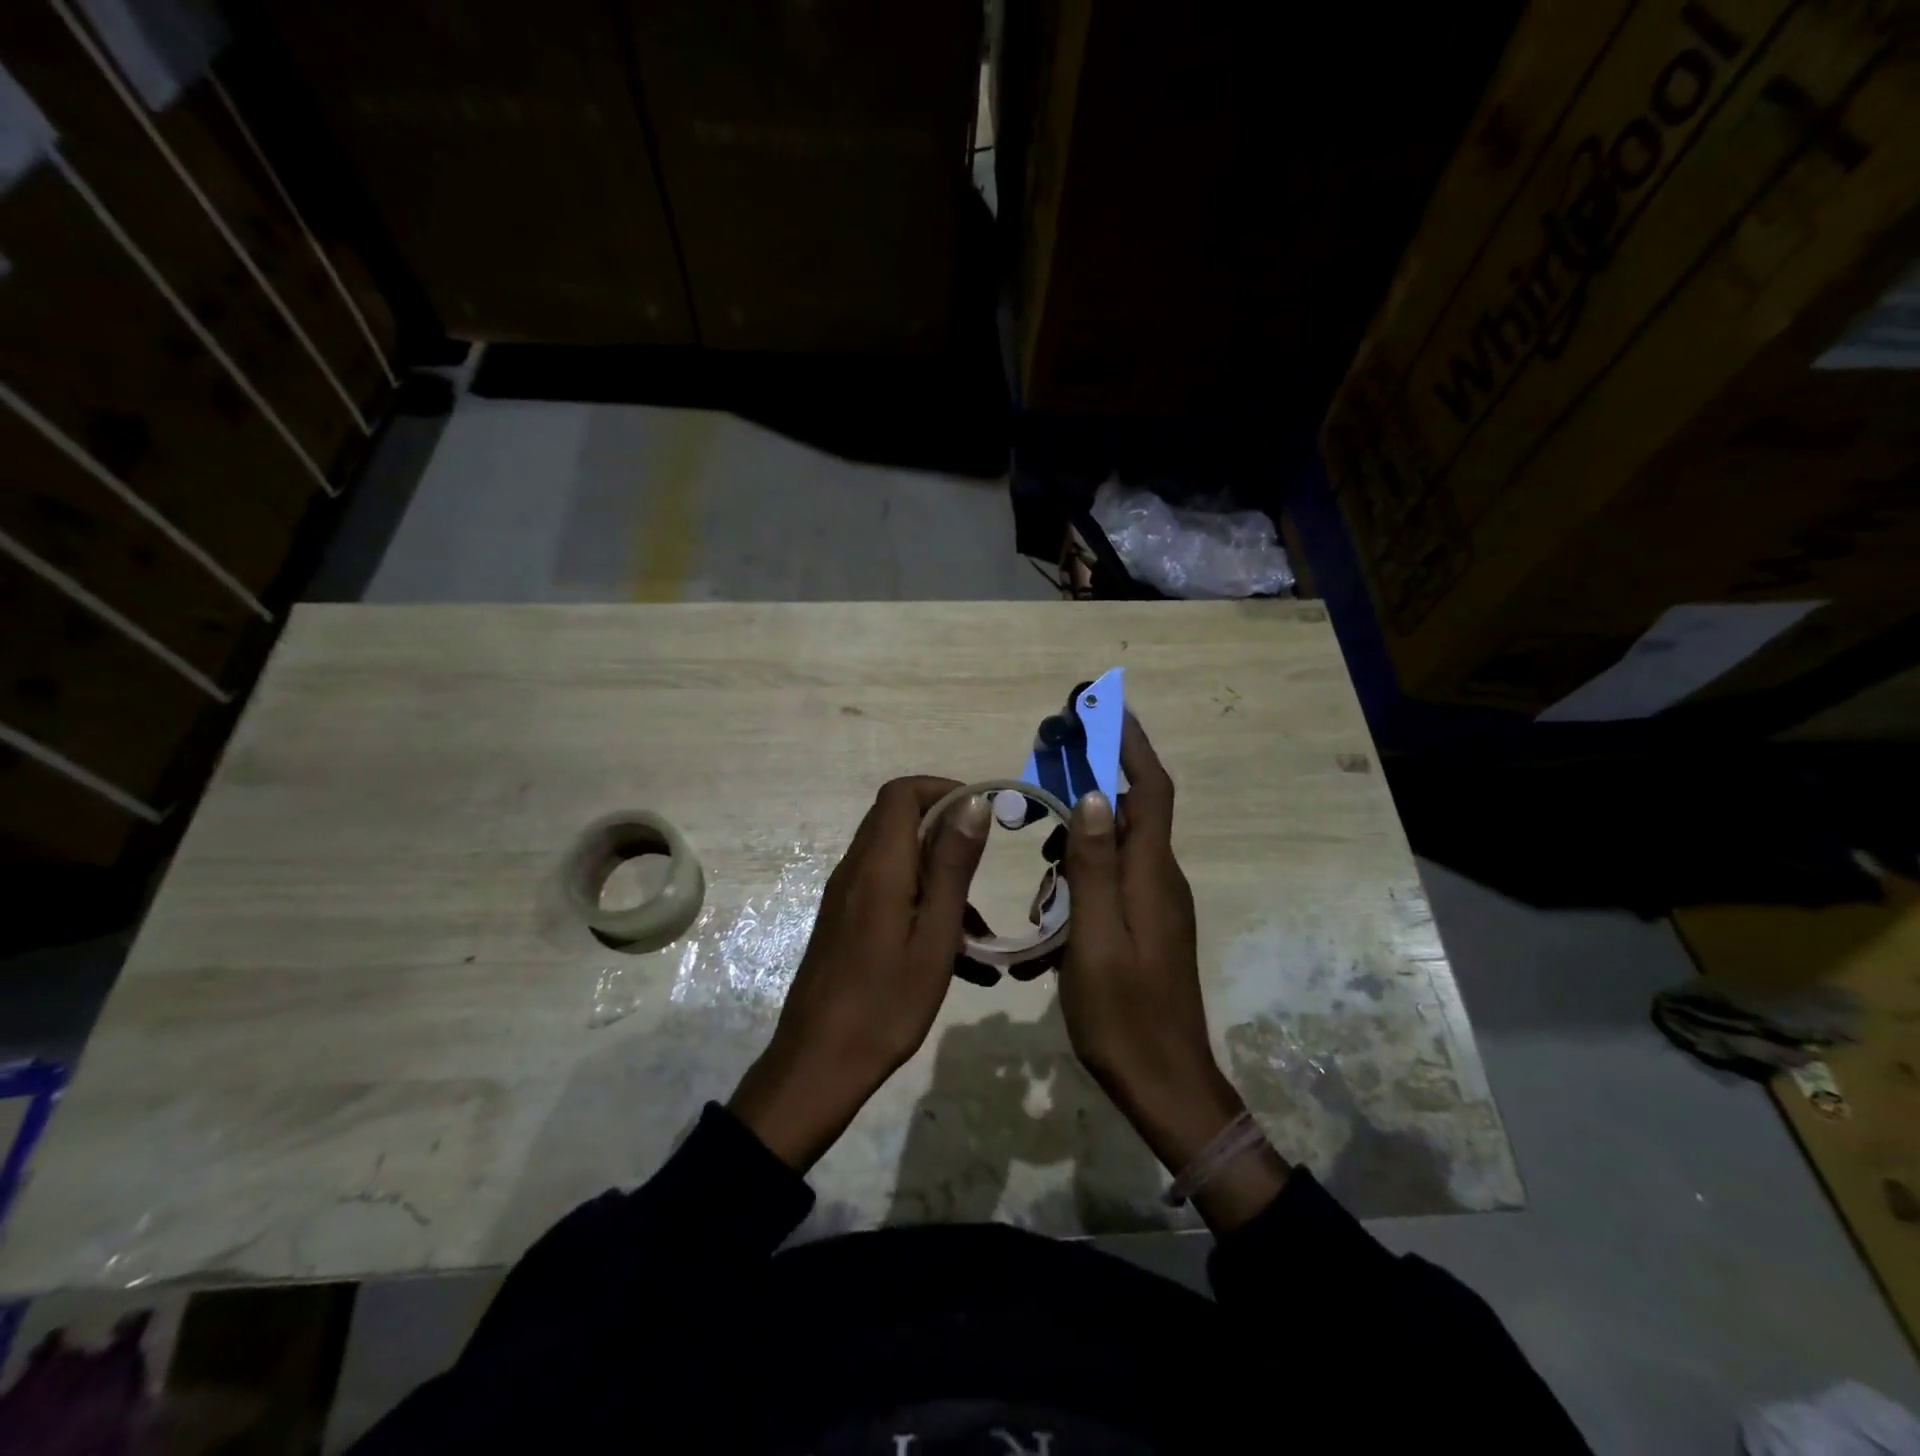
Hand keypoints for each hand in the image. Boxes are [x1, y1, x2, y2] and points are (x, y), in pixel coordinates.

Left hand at [730, 777, 989, 1169]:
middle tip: (985, 869)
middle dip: (947, 833)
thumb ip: (952, 865)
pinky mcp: (846, 921)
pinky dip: (922, 903)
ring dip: (939, 876)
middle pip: (898, 820)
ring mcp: (847, 896)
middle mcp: (856, 869)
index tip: (982, 815)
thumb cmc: (885, 1004)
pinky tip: (957, 956)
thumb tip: (972, 803)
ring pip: (898, 859)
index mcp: (878, 866)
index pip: (902, 792)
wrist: (818, 1065)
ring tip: (979, 930)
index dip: (943, 789)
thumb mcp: (934, 936)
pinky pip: (889, 891)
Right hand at [1060, 716, 1289, 1229]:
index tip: (1104, 706)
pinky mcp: (1145, 926)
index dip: (1130, 744)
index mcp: (1151, 875)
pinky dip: (1079, 877)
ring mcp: (1154, 904)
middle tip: (1046, 773)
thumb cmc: (1123, 1014)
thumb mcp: (1095, 938)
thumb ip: (1093, 866)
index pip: (1150, 790)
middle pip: (1130, 810)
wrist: (1164, 1085)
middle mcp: (1159, 879)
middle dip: (1091, 781)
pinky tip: (1049, 911)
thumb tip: (1095, 795)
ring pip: (1114, 848)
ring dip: (1077, 839)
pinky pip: (1110, 881)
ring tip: (1038, 857)